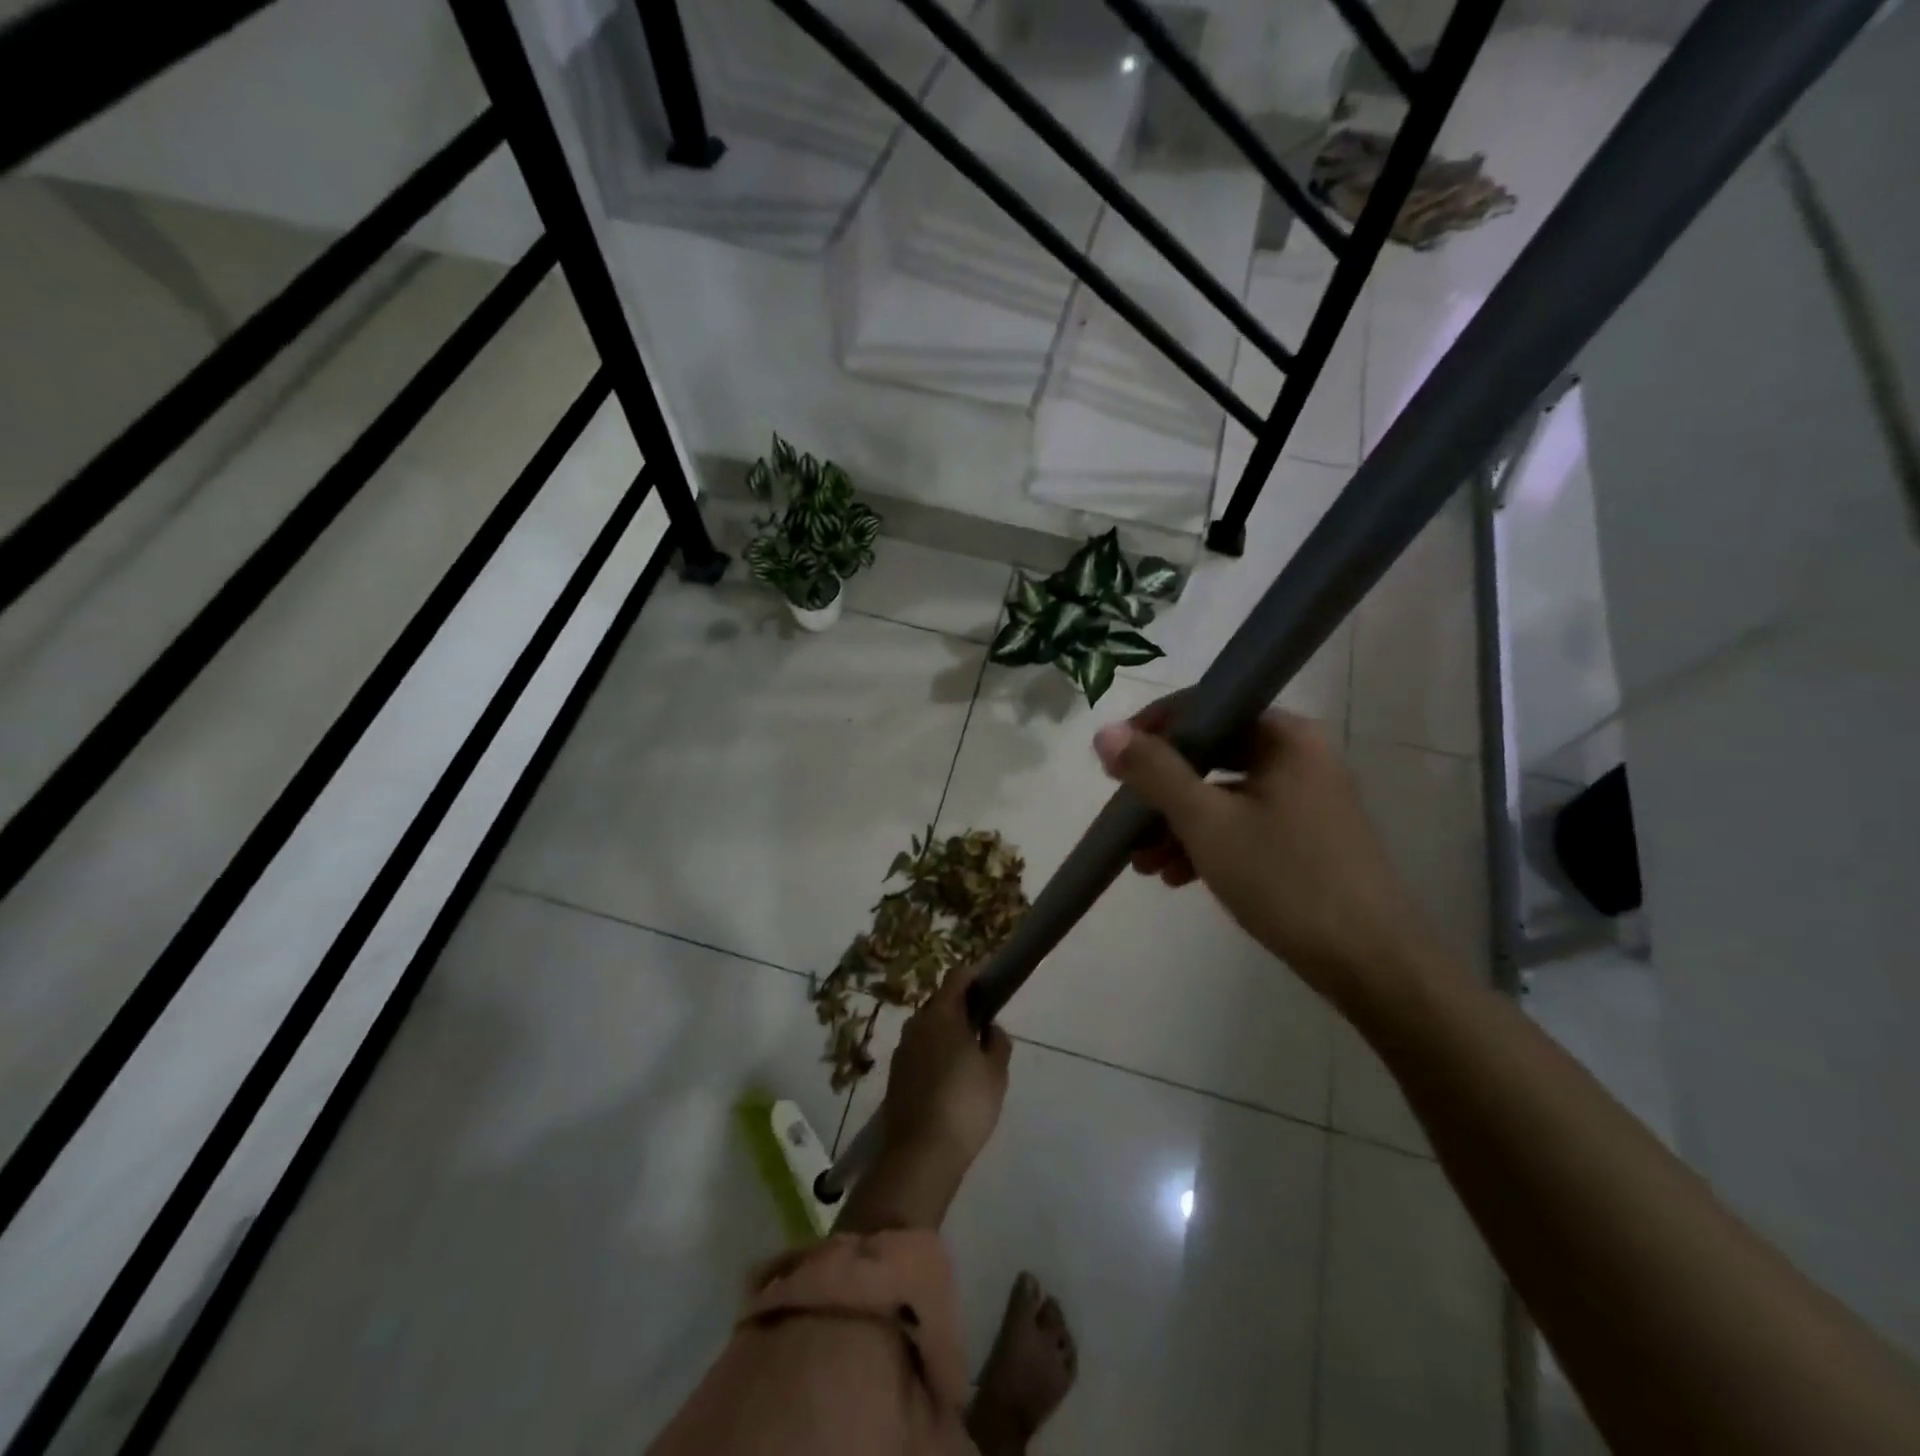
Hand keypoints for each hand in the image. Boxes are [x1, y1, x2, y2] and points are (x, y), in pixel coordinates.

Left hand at [838, 965, 1011, 1233]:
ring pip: (929, 1029)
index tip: (992, 988)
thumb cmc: (965, 1104)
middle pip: (941, 1003)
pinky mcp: (895, 1075)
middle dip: (962, 1009)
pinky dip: (934, 1056)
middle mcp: (917, 1024)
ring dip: (947, 1035)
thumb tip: (990, 1028)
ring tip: (969, 1060)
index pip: (957, 977)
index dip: (975, 977)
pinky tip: (949, 1083)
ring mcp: (902, 1050)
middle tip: (985, 1030)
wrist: (920, 1153)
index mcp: (942, 1014)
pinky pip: (919, 1052)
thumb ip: (997, 1042)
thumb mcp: (996, 1073)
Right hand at [1092, 700, 1446, 1011]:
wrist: (1371, 963)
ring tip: (1142, 864)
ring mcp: (1306, 800)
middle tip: (1124, 820)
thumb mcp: (1206, 822)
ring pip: (1224, 796)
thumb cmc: (1285, 879)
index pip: (1206, 708)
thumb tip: (1105, 732)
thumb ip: (1154, 773)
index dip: (1154, 731)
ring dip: (1178, 824)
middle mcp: (1299, 758)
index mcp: (1284, 738)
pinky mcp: (1308, 839)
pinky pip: (1244, 825)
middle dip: (1161, 791)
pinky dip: (1208, 843)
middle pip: (1212, 756)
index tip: (1114, 764)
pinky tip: (1177, 877)